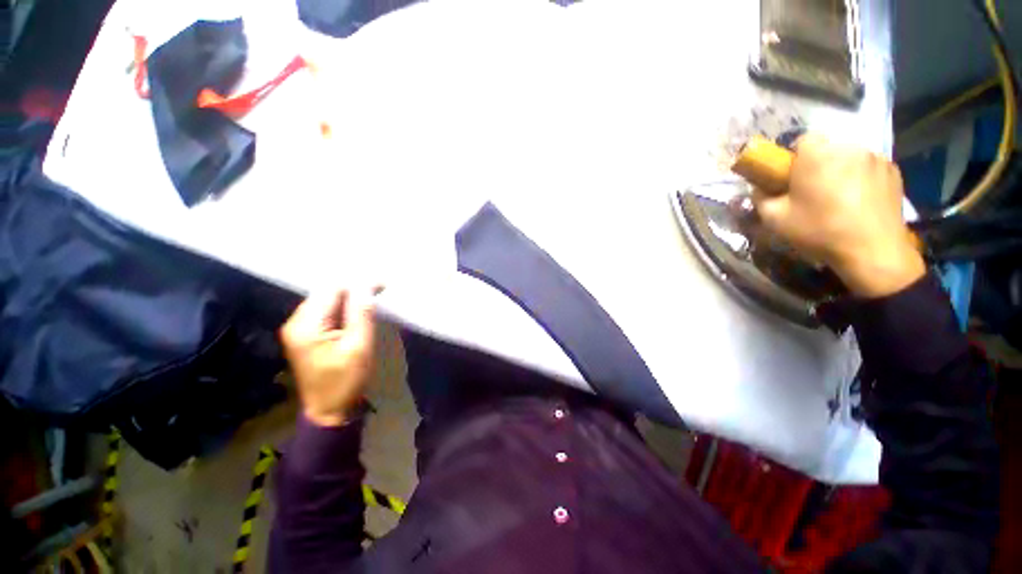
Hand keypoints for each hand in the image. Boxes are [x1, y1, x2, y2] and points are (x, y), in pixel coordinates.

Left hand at [280, 288, 379, 426]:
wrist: (329, 411)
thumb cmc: (346, 381)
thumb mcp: (359, 347)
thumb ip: (361, 314)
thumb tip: (367, 286)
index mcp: (306, 325)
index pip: (332, 290)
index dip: (358, 284)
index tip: (383, 285)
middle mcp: (295, 322)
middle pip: (326, 293)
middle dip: (354, 289)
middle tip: (380, 291)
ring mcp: (297, 329)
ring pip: (326, 301)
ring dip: (349, 299)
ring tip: (372, 300)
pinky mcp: (304, 335)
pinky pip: (325, 312)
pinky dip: (343, 308)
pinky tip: (357, 313)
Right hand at [751, 133, 925, 297]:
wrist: (872, 250)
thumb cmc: (819, 230)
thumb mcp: (774, 219)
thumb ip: (761, 197)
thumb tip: (760, 188)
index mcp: (817, 155)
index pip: (801, 140)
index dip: (793, 158)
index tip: (791, 179)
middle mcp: (848, 147)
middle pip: (826, 148)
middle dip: (817, 164)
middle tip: (813, 191)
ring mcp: (875, 157)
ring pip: (848, 156)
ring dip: (840, 170)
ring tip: (839, 198)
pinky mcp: (893, 170)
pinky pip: (868, 167)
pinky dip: (861, 178)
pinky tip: (859, 201)